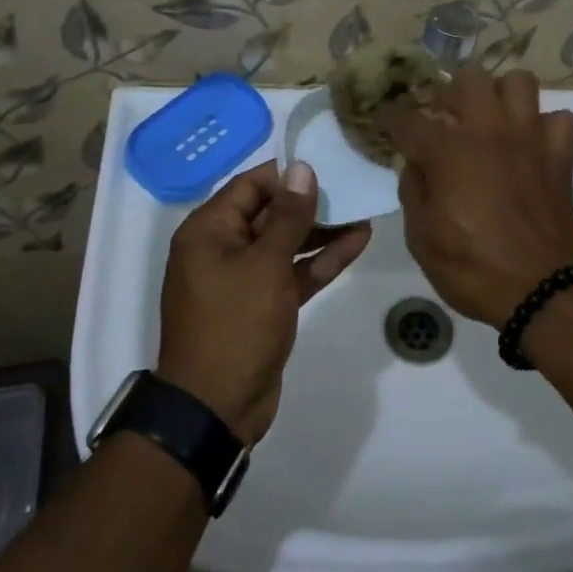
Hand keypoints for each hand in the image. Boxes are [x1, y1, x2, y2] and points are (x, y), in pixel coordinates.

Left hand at [156, 160, 370, 443]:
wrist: (217, 408)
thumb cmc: (235, 324)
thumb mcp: (265, 264)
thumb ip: (288, 216)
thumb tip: (301, 168)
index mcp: (208, 231)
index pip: (251, 185)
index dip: (288, 174)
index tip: (327, 164)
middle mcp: (223, 248)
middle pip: (270, 212)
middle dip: (311, 202)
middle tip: (352, 187)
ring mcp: (245, 278)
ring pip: (286, 243)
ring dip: (322, 230)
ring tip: (363, 211)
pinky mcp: (264, 304)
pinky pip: (293, 272)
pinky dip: (320, 260)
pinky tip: (357, 242)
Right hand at [379, 66, 572, 327]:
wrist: (542, 292)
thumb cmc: (473, 269)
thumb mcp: (421, 239)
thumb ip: (413, 191)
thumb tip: (416, 164)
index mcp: (448, 151)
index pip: (408, 118)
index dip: (389, 114)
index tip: (382, 115)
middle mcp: (489, 131)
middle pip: (468, 79)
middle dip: (449, 92)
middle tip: (443, 116)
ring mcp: (529, 138)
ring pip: (518, 82)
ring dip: (500, 95)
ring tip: (490, 119)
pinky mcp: (560, 155)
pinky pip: (559, 119)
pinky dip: (544, 126)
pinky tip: (532, 144)